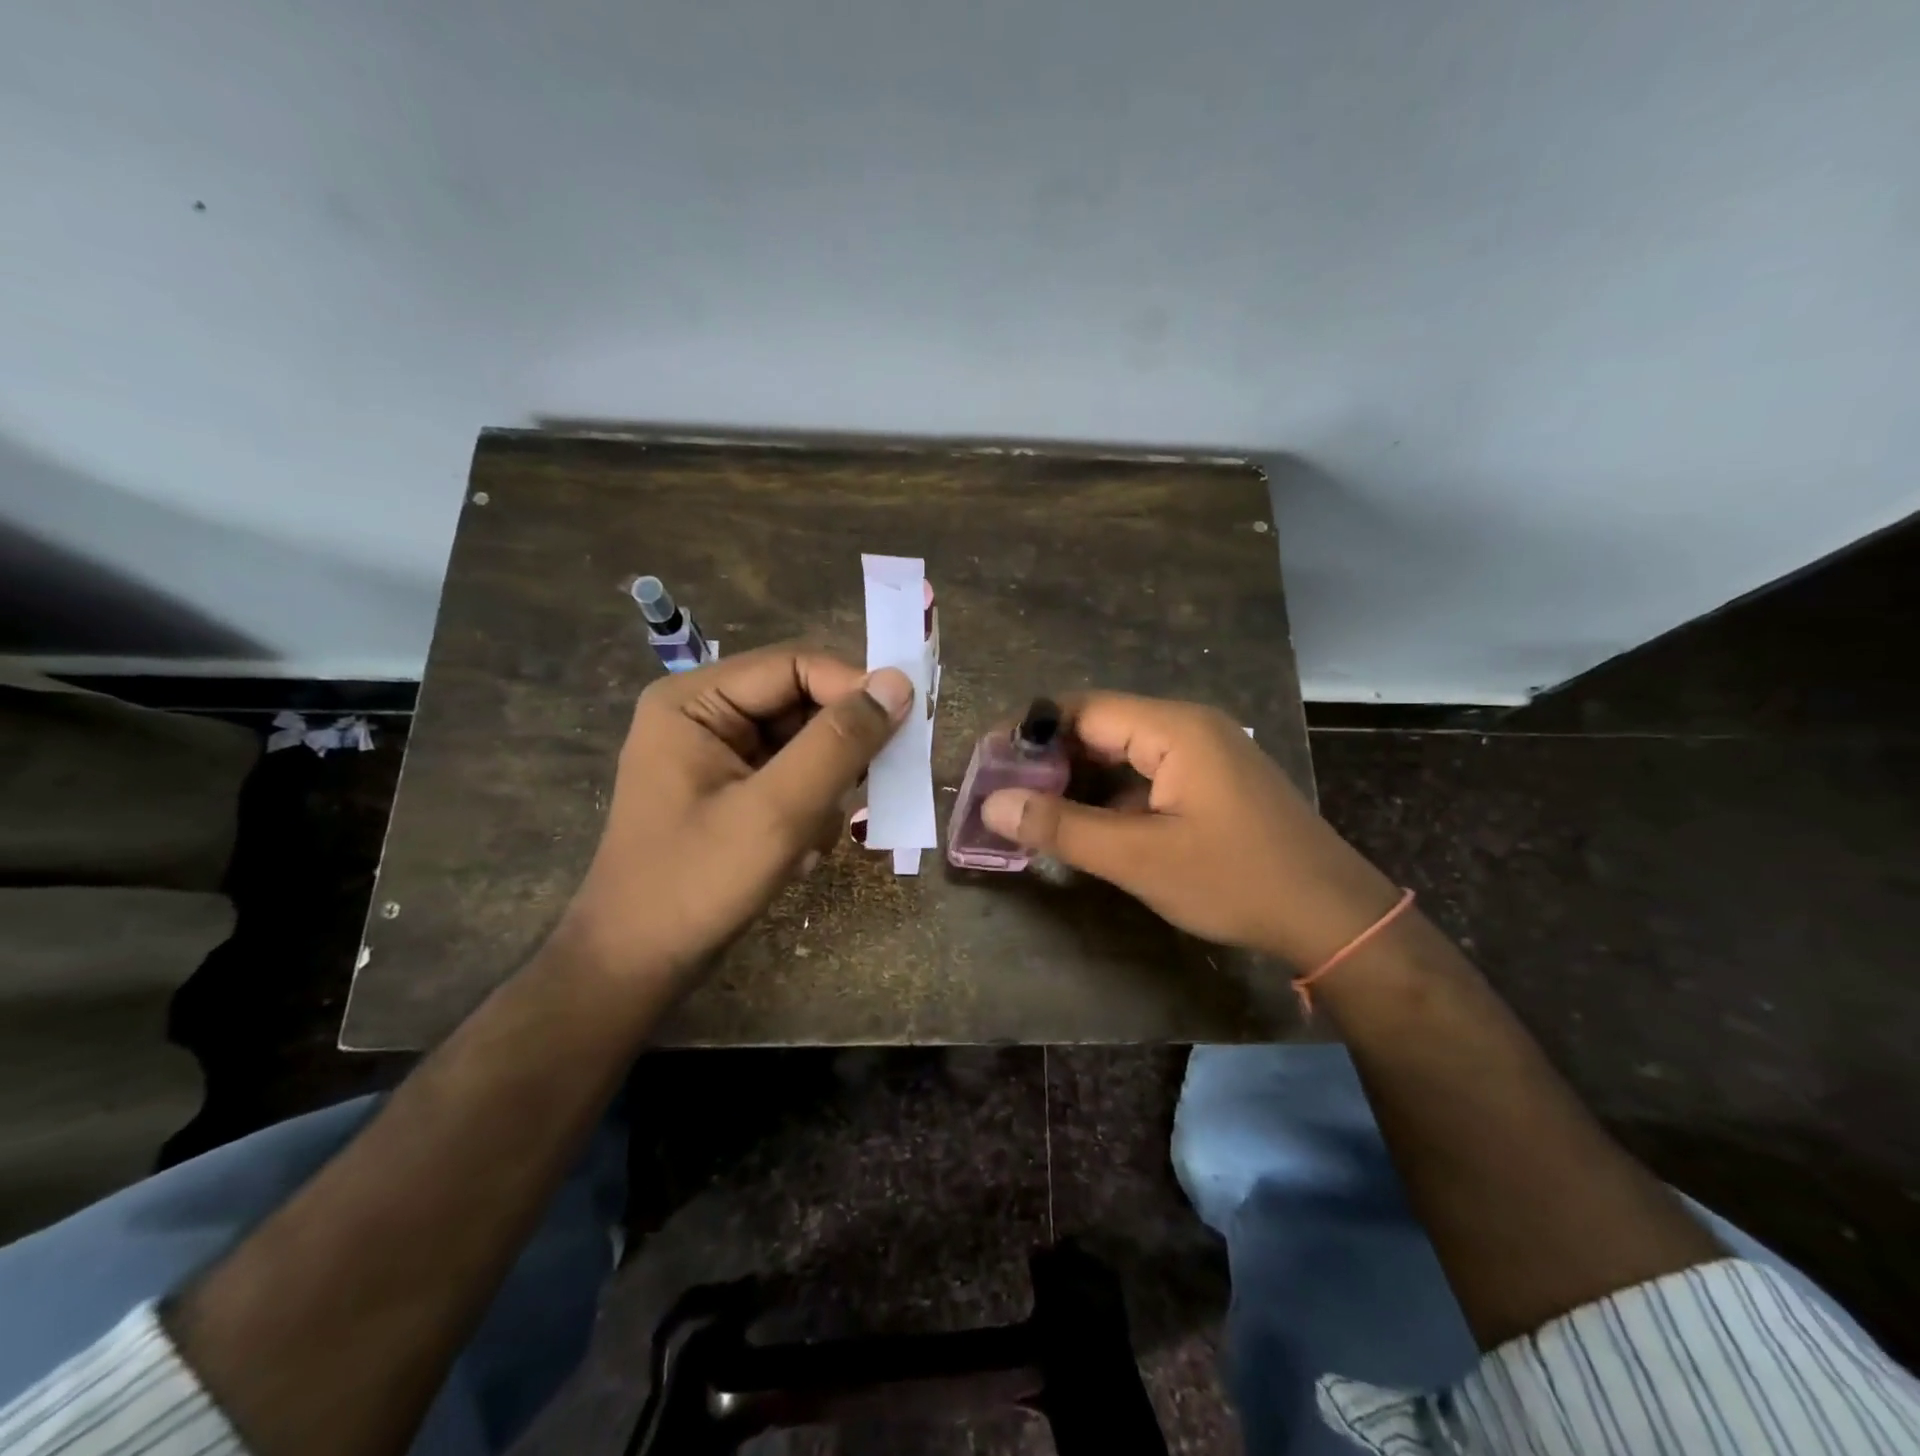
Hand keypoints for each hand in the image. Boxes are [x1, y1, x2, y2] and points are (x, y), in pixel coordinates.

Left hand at [561, 645, 911, 982]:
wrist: (637, 965)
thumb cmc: (697, 884)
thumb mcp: (778, 811)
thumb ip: (839, 743)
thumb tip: (899, 682)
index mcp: (695, 700)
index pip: (794, 664)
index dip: (853, 687)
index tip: (906, 726)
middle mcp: (704, 713)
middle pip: (800, 701)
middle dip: (838, 748)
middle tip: (873, 786)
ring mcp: (716, 753)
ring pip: (803, 742)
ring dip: (826, 784)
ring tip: (815, 834)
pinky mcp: (730, 788)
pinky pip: (792, 775)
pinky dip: (809, 807)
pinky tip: (798, 850)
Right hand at [981, 693, 1400, 968]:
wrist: (1332, 918)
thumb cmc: (1235, 880)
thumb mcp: (1139, 858)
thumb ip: (1062, 827)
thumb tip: (992, 804)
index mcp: (1175, 728)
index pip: (1083, 710)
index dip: (1031, 732)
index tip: (988, 764)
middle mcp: (1189, 727)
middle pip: (1102, 728)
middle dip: (1051, 759)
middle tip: (1004, 794)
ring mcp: (1204, 755)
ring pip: (1123, 754)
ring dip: (1079, 780)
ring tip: (1031, 811)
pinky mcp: (1211, 783)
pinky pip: (1147, 776)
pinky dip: (1111, 796)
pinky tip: (1085, 825)